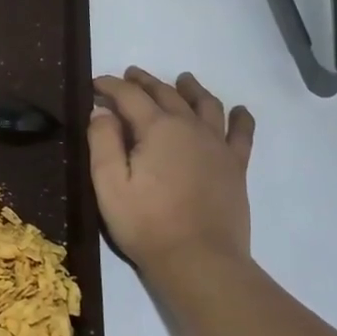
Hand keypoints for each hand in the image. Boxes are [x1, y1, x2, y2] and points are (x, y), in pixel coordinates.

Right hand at [89, 67, 255, 273]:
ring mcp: (217, 146)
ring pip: (206, 105)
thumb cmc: (146, 223)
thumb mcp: (108, 184)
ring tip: (182, 80)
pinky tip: (239, 111)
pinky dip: (239, 118)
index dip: (110, 86)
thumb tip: (101, 111)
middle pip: (167, 94)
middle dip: (145, 82)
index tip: (95, 83)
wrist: (199, 259)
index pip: (129, 96)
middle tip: (130, 76)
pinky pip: (241, 133)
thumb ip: (102, 142)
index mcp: (157, 129)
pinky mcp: (235, 167)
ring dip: (191, 89)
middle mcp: (190, 127)